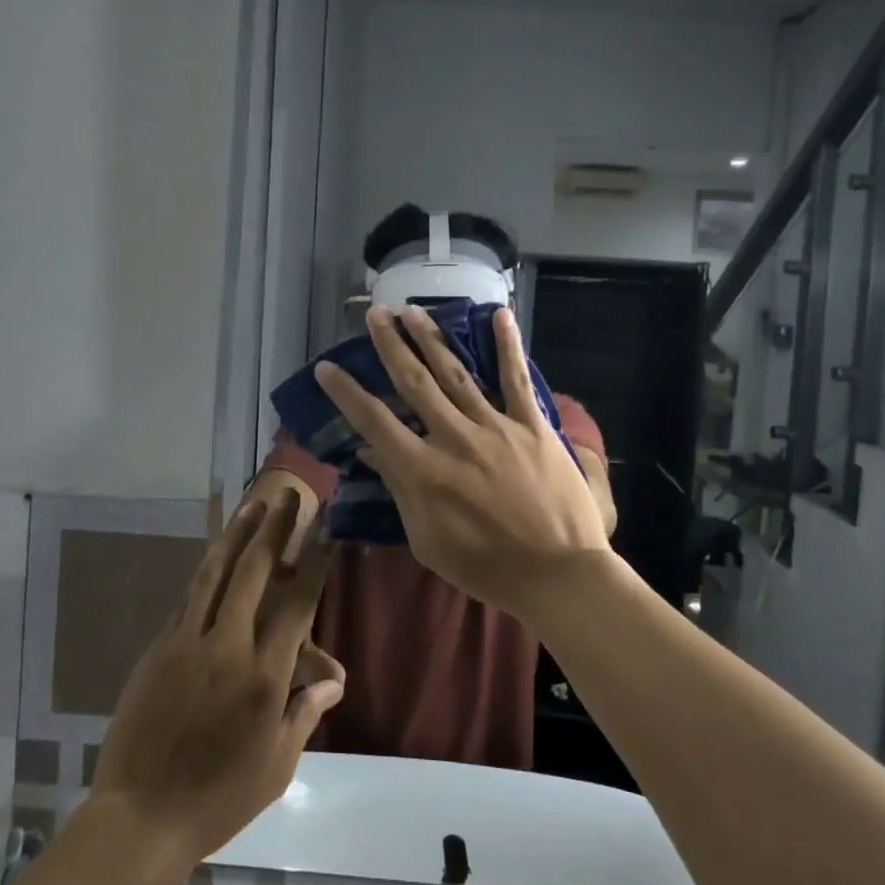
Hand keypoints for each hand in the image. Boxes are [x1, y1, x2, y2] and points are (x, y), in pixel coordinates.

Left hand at [88, 493, 346, 870]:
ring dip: (236, 536)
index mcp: (264, 677)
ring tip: (251, 507)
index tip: (326, 531)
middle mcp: (227, 647)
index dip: (314, 564)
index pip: (297, 605)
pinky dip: (207, 571)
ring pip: (214, 574)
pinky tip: (216, 556)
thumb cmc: (219, 799)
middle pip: (254, 573)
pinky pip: (188, 599)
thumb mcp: (277, 764)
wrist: (139, 819)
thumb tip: (334, 678)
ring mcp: (187, 643)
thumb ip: (305, 712)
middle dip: (275, 530)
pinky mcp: (158, 650)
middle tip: (287, 496)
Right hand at [314, 305, 612, 618]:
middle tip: (375, 314)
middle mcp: (454, 438)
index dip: (347, 392)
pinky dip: (507, 345)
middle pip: (414, 382)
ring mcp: (495, 427)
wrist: (557, 574)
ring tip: (412, 310)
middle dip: (391, 345)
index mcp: (423, 471)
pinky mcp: (532, 425)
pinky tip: (498, 314)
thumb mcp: (427, 540)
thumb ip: (398, 490)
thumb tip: (368, 450)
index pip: (374, 421)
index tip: (326, 367)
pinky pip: (516, 379)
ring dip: (431, 338)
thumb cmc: (486, 567)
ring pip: (456, 373)